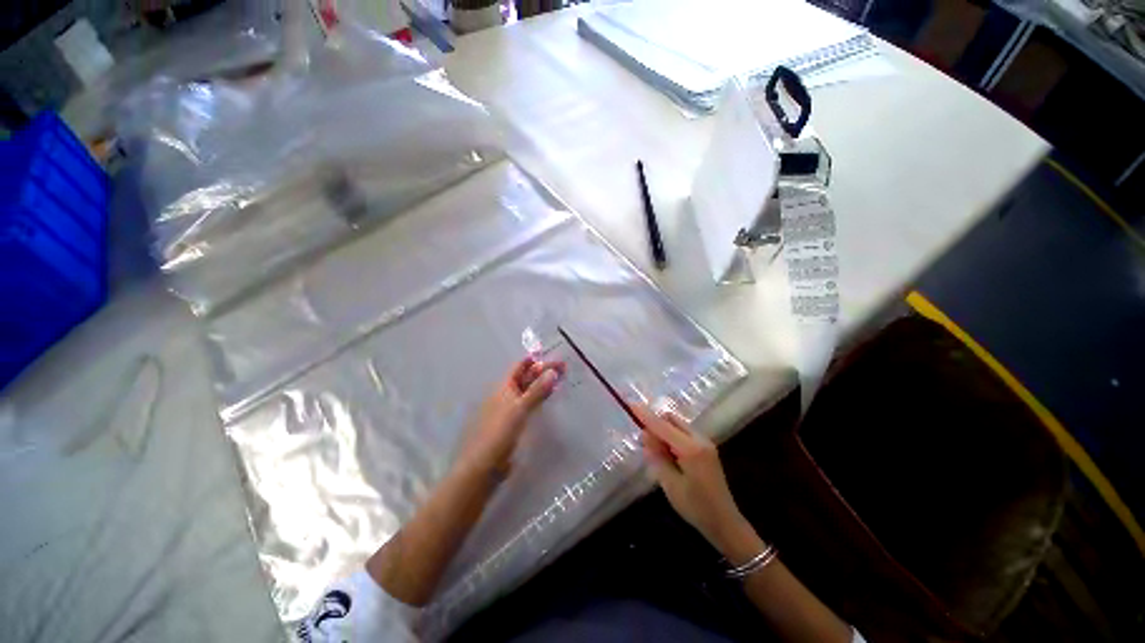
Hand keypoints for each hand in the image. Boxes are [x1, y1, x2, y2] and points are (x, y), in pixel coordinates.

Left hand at [455, 357, 564, 477]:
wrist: (484, 465)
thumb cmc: (500, 432)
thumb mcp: (519, 409)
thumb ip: (537, 391)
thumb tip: (553, 371)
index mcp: (504, 387)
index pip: (520, 366)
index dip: (536, 360)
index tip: (555, 357)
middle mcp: (506, 395)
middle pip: (526, 378)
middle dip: (543, 372)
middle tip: (564, 369)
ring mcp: (509, 409)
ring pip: (528, 392)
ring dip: (542, 385)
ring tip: (559, 382)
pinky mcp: (513, 424)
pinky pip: (529, 406)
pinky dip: (539, 400)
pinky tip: (547, 402)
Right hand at [635, 405, 758, 559]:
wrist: (725, 523)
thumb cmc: (696, 507)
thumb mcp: (670, 485)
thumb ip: (657, 457)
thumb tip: (645, 435)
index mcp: (691, 448)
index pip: (662, 426)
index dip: (645, 415)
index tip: (631, 404)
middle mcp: (699, 439)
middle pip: (671, 419)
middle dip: (655, 423)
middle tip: (643, 441)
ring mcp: (705, 443)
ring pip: (677, 425)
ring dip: (663, 430)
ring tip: (654, 451)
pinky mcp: (706, 448)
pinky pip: (683, 433)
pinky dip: (671, 437)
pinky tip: (667, 454)